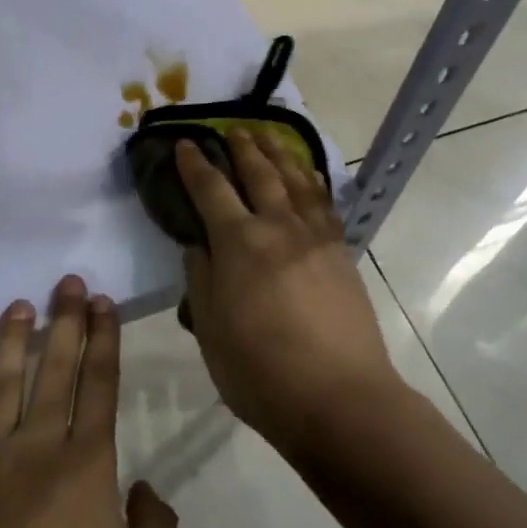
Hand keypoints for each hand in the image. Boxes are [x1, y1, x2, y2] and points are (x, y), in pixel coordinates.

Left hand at [0, 276, 177, 527]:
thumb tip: (143, 488)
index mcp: (85, 470)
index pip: (99, 386)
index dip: (104, 340)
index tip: (105, 303)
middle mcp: (34, 451)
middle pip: (53, 371)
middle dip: (65, 322)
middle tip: (68, 282)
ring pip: (0, 382)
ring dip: (12, 338)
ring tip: (21, 304)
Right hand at [175, 129, 401, 452]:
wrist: (339, 398)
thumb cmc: (260, 372)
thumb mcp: (210, 330)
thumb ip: (200, 280)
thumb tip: (198, 247)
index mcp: (239, 243)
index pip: (211, 189)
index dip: (195, 164)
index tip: (186, 143)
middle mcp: (278, 227)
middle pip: (259, 174)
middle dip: (242, 147)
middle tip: (232, 128)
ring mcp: (315, 238)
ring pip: (296, 180)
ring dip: (279, 154)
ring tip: (268, 135)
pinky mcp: (340, 253)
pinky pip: (324, 204)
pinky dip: (314, 182)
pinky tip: (310, 175)